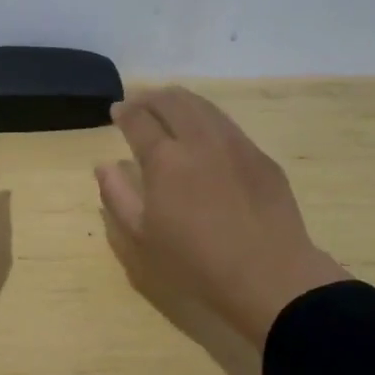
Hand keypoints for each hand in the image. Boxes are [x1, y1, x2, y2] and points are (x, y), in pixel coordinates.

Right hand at [96, 87, 347, 345]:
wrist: (269, 277)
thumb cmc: (195, 262)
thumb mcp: (142, 238)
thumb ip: (117, 196)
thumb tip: (104, 165)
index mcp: (165, 159)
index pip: (139, 120)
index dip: (124, 112)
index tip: (116, 111)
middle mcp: (199, 141)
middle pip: (172, 101)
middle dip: (150, 97)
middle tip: (138, 103)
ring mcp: (235, 144)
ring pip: (202, 106)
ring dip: (179, 101)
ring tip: (168, 107)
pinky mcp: (260, 156)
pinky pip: (227, 124)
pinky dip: (206, 117)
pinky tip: (203, 132)